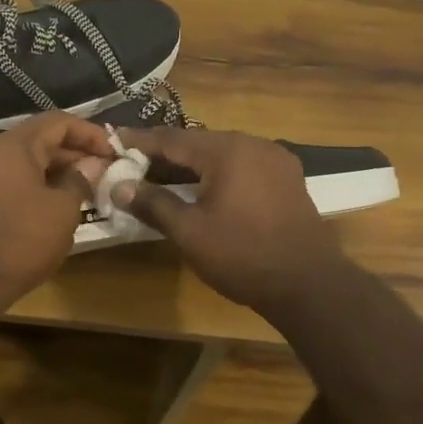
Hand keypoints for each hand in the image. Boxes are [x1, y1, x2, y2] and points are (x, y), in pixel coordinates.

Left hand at [0, 112, 115, 326]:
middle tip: (105, 174)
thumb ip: (80, 180)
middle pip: (41, 141)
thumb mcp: (62, 210)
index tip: (115, 152)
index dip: (91, 133)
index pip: (59, 121)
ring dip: (58, 174)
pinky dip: (38, 190)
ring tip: (86, 193)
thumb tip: (91, 164)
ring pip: (27, 165)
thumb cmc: (19, 240)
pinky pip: (13, 186)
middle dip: (76, 154)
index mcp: (15, 146)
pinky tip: (56, 212)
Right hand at [113, 127, 352, 315]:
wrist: (309, 285)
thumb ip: (153, 204)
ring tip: (163, 173)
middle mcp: (253, 144)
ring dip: (192, 163)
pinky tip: (204, 187)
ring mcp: (275, 159)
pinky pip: (242, 165)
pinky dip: (217, 172)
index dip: (140, 141)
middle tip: (134, 160)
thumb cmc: (243, 255)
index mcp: (227, 150)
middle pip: (199, 142)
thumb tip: (119, 186)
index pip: (172, 138)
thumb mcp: (190, 232)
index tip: (113, 139)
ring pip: (222, 153)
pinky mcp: (287, 178)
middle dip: (165, 152)